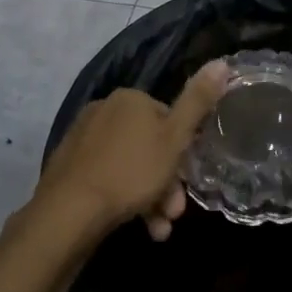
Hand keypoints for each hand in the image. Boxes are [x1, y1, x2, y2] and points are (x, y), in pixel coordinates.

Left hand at [34, 60, 230, 240]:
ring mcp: (83, 138)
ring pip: (130, 167)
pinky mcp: (69, 165)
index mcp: (130, 99)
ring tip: (158, 229)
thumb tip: (222, 62)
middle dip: (167, 183)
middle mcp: (104, 110)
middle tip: (173, 213)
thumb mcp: (175, 138)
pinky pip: (107, 178)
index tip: (188, 182)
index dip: (183, 153)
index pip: (168, 120)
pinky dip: (125, 199)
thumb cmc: (131, 172)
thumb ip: (198, 101)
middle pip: (149, 147)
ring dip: (150, 198)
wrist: (70, 211)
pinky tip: (137, 223)